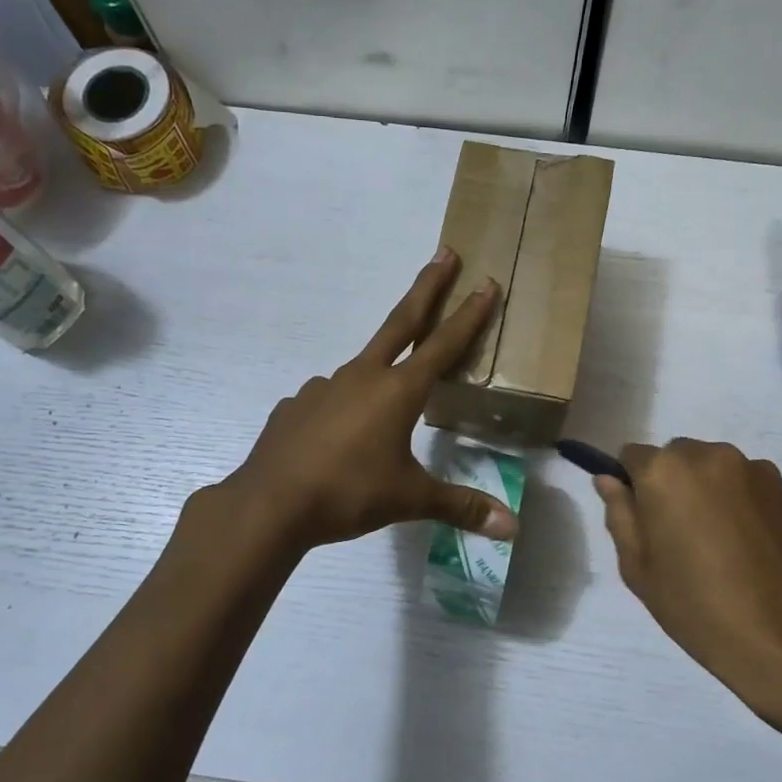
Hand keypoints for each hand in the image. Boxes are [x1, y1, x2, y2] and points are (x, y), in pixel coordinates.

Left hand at [218, 250, 518, 551]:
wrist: (269, 505)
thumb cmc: (348, 494)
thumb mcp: (410, 500)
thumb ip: (461, 507)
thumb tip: (512, 528)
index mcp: (397, 391)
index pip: (443, 345)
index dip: (469, 315)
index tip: (486, 282)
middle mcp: (362, 377)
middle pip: (402, 322)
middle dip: (427, 287)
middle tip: (444, 253)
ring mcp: (323, 387)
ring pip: (363, 369)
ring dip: (381, 368)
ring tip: (386, 404)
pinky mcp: (297, 405)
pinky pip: (330, 399)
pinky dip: (343, 406)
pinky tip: (341, 435)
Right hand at [595, 440, 781, 751]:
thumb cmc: (698, 606)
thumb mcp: (638, 568)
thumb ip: (620, 515)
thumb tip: (609, 480)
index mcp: (666, 471)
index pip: (633, 456)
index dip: (633, 486)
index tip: (643, 520)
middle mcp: (711, 457)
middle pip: (678, 457)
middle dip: (672, 484)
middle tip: (679, 535)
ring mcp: (756, 472)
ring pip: (717, 470)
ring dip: (710, 492)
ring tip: (720, 544)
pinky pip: (751, 488)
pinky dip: (743, 506)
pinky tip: (751, 550)